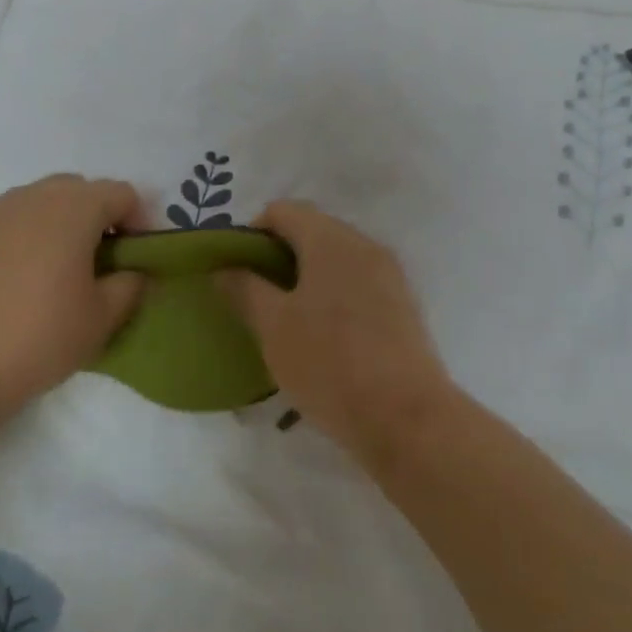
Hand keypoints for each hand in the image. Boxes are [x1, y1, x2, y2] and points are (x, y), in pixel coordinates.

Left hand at [0, 175, 146, 429]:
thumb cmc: (37, 338)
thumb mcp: (100, 320)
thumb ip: (128, 287)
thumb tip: (132, 272)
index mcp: (74, 208)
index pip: (121, 193)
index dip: (138, 220)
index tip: (135, 257)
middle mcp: (33, 196)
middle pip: (78, 189)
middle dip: (96, 216)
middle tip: (100, 261)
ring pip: (37, 200)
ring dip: (56, 221)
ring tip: (55, 268)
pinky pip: (3, 219)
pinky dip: (19, 233)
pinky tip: (12, 273)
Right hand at [220, 200, 457, 470]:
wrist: (407, 419)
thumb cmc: (330, 364)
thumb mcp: (273, 327)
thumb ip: (244, 289)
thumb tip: (224, 268)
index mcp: (332, 240)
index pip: (282, 211)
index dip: (251, 233)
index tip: (235, 269)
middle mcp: (364, 245)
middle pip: (312, 231)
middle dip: (277, 256)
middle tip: (253, 295)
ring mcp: (389, 275)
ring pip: (335, 260)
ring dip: (305, 277)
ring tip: (283, 318)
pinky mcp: (402, 306)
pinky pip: (357, 283)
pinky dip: (332, 295)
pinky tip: (319, 335)